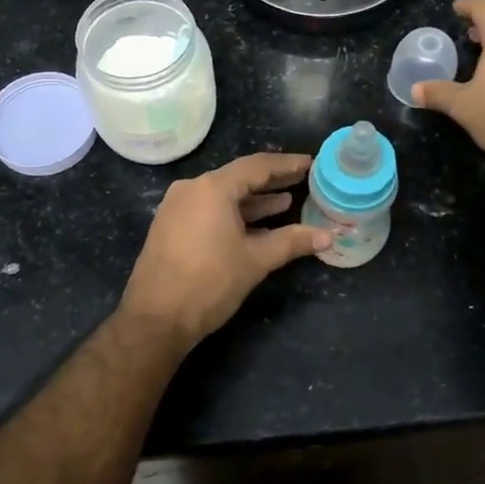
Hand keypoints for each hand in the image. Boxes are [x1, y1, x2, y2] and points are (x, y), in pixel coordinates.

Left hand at [120, 152, 330, 351]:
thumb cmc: (209, 283)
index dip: (286, 165)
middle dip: (271, 182)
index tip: (310, 164)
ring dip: (253, 201)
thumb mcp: (255, 260)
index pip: (257, 166)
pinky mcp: (170, 227)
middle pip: (238, 178)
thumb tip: (329, 236)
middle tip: (302, 181)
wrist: (155, 319)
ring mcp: (176, 207)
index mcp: (212, 188)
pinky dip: (233, 215)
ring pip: (222, 196)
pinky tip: (255, 227)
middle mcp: (191, 189)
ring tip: (285, 203)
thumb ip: (292, 242)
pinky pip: (208, 210)